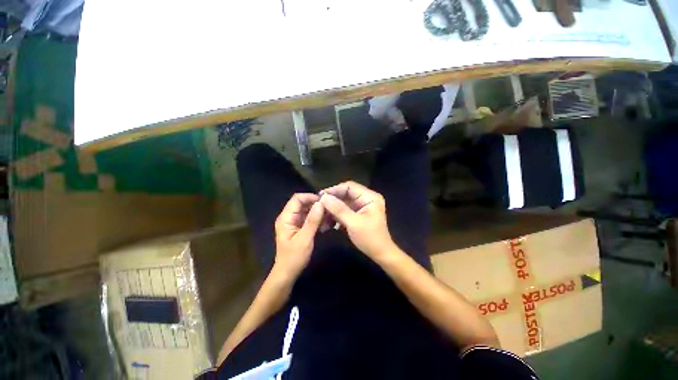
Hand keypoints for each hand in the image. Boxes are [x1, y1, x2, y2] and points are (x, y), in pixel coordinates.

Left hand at [274, 193, 324, 279]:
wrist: (287, 273)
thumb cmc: (294, 257)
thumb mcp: (305, 238)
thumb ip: (312, 220)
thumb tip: (320, 203)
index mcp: (286, 217)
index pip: (297, 199)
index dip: (310, 197)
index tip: (324, 201)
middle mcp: (289, 217)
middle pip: (302, 203)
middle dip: (315, 204)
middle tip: (329, 209)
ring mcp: (293, 222)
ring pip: (306, 210)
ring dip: (317, 212)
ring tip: (330, 216)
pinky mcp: (298, 228)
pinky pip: (308, 218)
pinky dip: (316, 219)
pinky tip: (326, 223)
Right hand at [320, 181, 395, 259]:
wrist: (380, 254)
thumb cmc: (370, 238)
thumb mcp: (353, 223)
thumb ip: (339, 209)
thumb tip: (324, 197)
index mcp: (370, 197)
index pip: (349, 186)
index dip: (334, 189)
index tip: (320, 196)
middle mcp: (367, 198)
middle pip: (346, 194)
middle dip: (332, 200)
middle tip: (318, 206)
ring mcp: (362, 206)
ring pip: (344, 202)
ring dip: (333, 208)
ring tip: (321, 215)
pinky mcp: (358, 213)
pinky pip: (345, 210)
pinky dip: (336, 214)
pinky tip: (327, 221)